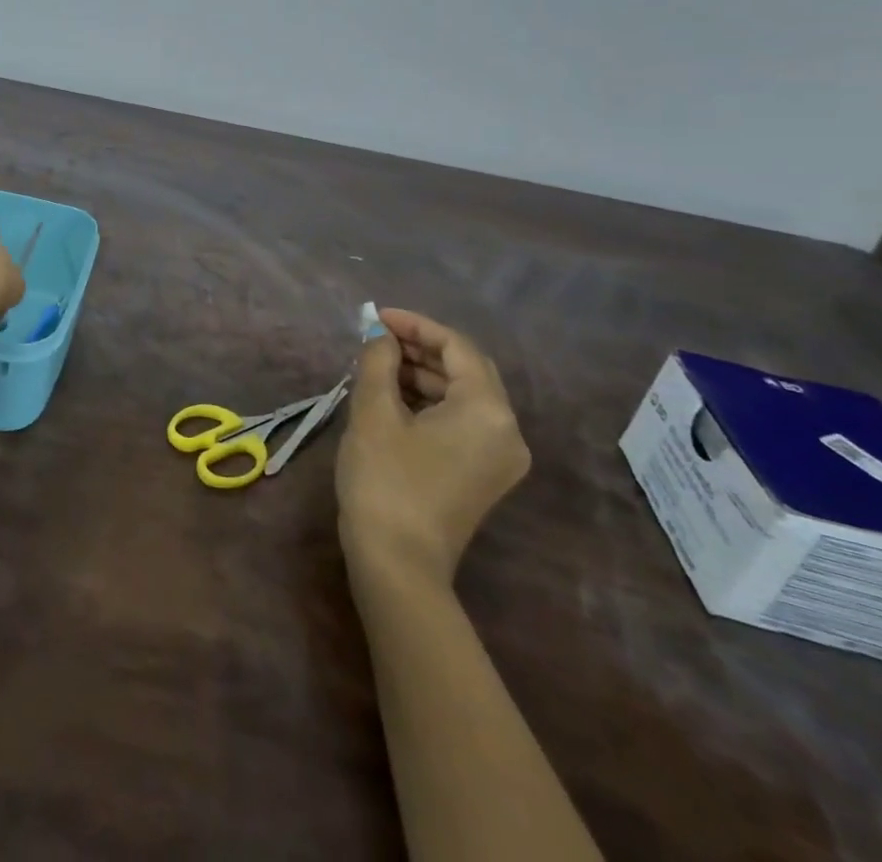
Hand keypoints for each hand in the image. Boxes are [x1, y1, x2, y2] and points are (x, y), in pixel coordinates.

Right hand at [336, 309, 529, 589]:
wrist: (397, 563)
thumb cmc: (385, 480)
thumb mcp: (374, 411)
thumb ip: (378, 360)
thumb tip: (381, 336)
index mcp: (488, 410)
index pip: (456, 347)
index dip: (415, 325)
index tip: (376, 317)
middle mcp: (507, 430)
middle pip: (467, 369)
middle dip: (420, 348)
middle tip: (376, 338)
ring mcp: (501, 457)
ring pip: (464, 396)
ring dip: (423, 374)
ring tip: (378, 366)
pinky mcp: (485, 475)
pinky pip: (464, 421)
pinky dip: (431, 402)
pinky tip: (394, 398)